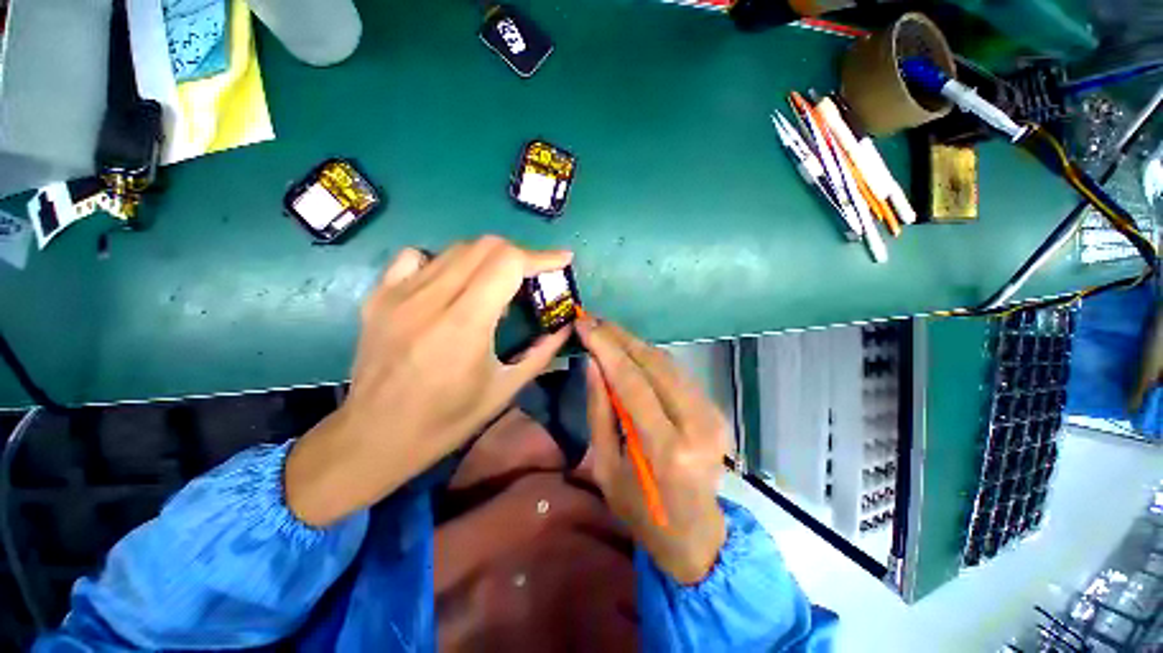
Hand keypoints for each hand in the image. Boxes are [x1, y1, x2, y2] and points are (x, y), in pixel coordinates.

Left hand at [286, 236, 573, 526]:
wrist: (374, 436)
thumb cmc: (446, 421)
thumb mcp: (504, 390)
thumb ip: (541, 353)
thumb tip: (565, 326)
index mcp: (465, 325)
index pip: (508, 263)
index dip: (541, 256)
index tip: (562, 259)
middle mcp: (430, 300)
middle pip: (485, 246)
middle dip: (520, 255)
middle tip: (534, 276)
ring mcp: (399, 294)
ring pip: (456, 249)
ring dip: (489, 258)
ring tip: (500, 282)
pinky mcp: (379, 296)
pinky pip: (417, 257)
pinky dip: (445, 261)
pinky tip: (452, 283)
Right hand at [577, 315, 730, 584]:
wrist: (694, 533)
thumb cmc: (641, 510)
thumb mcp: (606, 467)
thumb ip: (600, 411)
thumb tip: (592, 364)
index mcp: (666, 449)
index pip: (632, 382)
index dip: (606, 349)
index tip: (585, 324)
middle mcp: (696, 425)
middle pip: (654, 364)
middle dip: (620, 338)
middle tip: (594, 320)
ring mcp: (712, 416)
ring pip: (668, 363)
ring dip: (635, 343)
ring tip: (607, 331)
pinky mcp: (715, 410)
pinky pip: (677, 373)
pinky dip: (650, 358)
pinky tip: (630, 350)